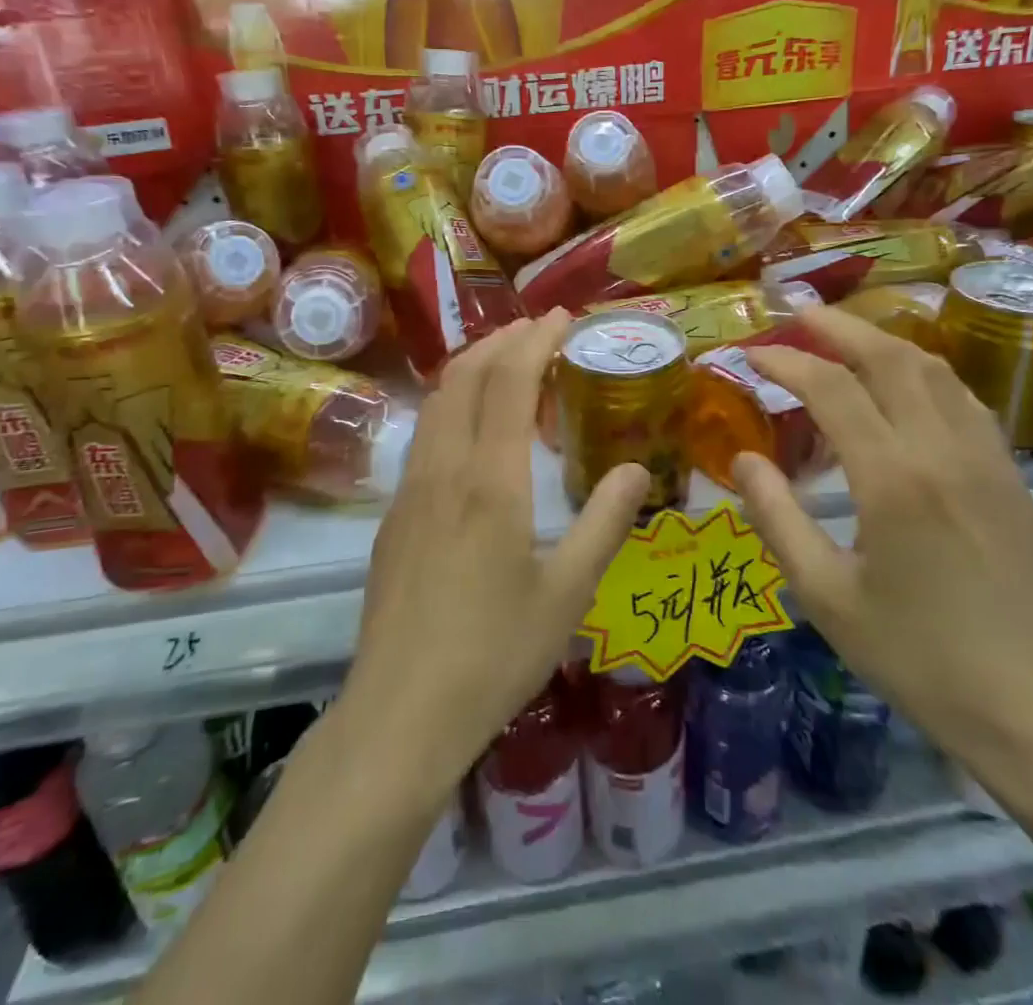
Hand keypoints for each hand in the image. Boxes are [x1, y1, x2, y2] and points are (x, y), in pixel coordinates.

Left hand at [340, 313, 649, 797]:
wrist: (400, 713)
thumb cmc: (494, 656)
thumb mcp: (567, 595)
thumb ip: (604, 523)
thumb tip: (638, 470)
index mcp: (490, 482)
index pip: (508, 381)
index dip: (536, 340)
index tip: (563, 318)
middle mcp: (444, 469)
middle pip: (464, 374)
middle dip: (502, 339)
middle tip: (540, 330)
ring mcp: (411, 488)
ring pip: (437, 400)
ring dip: (473, 366)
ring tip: (510, 362)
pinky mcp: (394, 513)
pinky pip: (426, 432)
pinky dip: (454, 401)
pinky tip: (476, 426)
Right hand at [734, 306, 1032, 764]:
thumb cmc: (916, 656)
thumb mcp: (824, 595)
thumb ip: (776, 517)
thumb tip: (744, 457)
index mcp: (892, 479)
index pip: (831, 388)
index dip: (786, 361)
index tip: (752, 354)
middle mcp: (943, 451)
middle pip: (889, 357)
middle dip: (838, 326)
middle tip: (798, 313)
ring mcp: (986, 458)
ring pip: (933, 369)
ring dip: (883, 341)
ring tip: (844, 337)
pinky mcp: (1010, 475)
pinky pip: (963, 398)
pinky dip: (923, 373)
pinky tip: (904, 386)